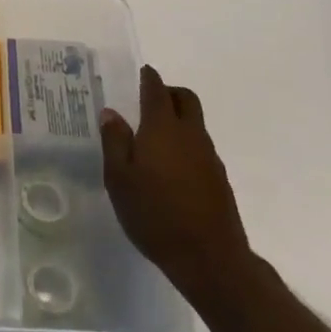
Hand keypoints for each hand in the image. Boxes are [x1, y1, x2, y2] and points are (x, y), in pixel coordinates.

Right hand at [100, 64, 250, 305]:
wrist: (210, 258)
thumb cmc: (155, 215)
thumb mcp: (119, 180)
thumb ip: (114, 142)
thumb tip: (111, 113)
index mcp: (162, 127)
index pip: (157, 89)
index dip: (149, 78)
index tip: (142, 73)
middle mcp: (189, 133)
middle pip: (185, 98)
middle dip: (169, 92)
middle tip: (150, 101)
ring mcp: (209, 156)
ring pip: (195, 123)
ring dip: (179, 120)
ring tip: (156, 140)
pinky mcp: (219, 178)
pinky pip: (201, 147)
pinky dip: (187, 145)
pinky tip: (172, 169)